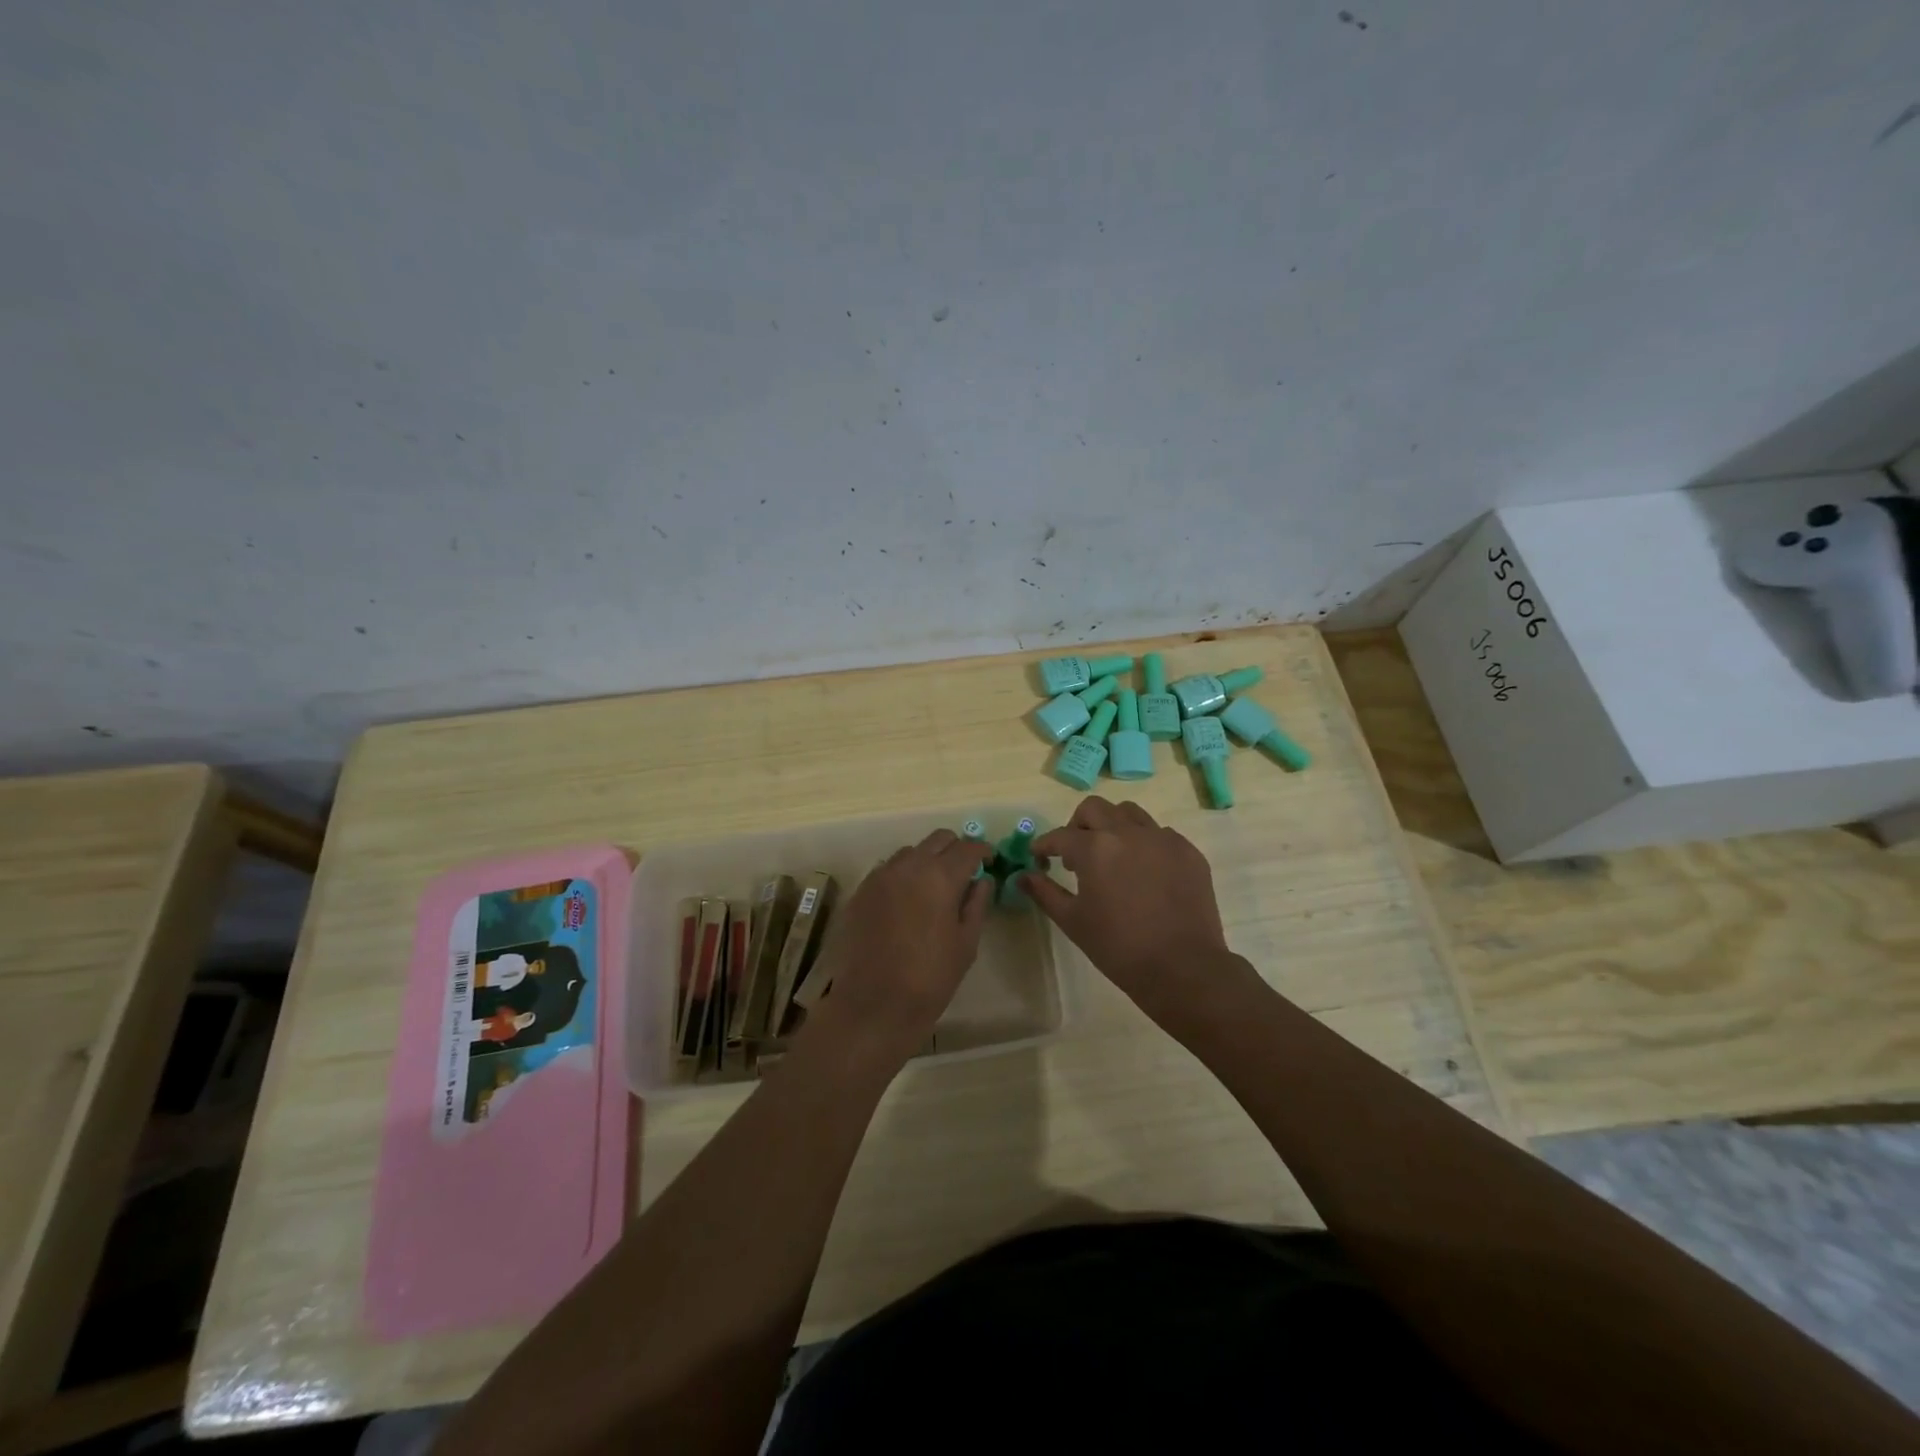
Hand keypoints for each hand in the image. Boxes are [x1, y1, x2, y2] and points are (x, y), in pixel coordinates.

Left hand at [802, 830, 992, 1063]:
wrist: (874, 1004)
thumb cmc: (930, 977)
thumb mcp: (966, 943)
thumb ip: (977, 904)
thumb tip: (982, 879)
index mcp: (940, 876)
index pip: (968, 848)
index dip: (983, 851)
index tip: (989, 861)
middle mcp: (909, 865)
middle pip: (938, 839)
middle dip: (955, 849)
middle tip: (965, 871)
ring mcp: (881, 875)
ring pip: (911, 852)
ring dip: (927, 860)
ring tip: (934, 887)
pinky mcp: (862, 890)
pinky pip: (888, 869)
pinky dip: (904, 874)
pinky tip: (908, 900)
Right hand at [1024, 797, 1253, 1033]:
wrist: (1182, 968)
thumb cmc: (1119, 947)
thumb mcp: (1073, 921)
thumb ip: (1044, 893)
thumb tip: (1022, 876)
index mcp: (1095, 848)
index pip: (1060, 836)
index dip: (1044, 845)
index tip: (1040, 857)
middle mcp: (1128, 832)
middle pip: (1094, 809)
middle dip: (1077, 826)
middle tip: (1075, 854)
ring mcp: (1162, 839)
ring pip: (1129, 813)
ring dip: (1112, 827)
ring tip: (1112, 856)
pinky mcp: (1187, 851)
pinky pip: (1159, 834)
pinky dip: (1144, 844)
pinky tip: (1144, 872)